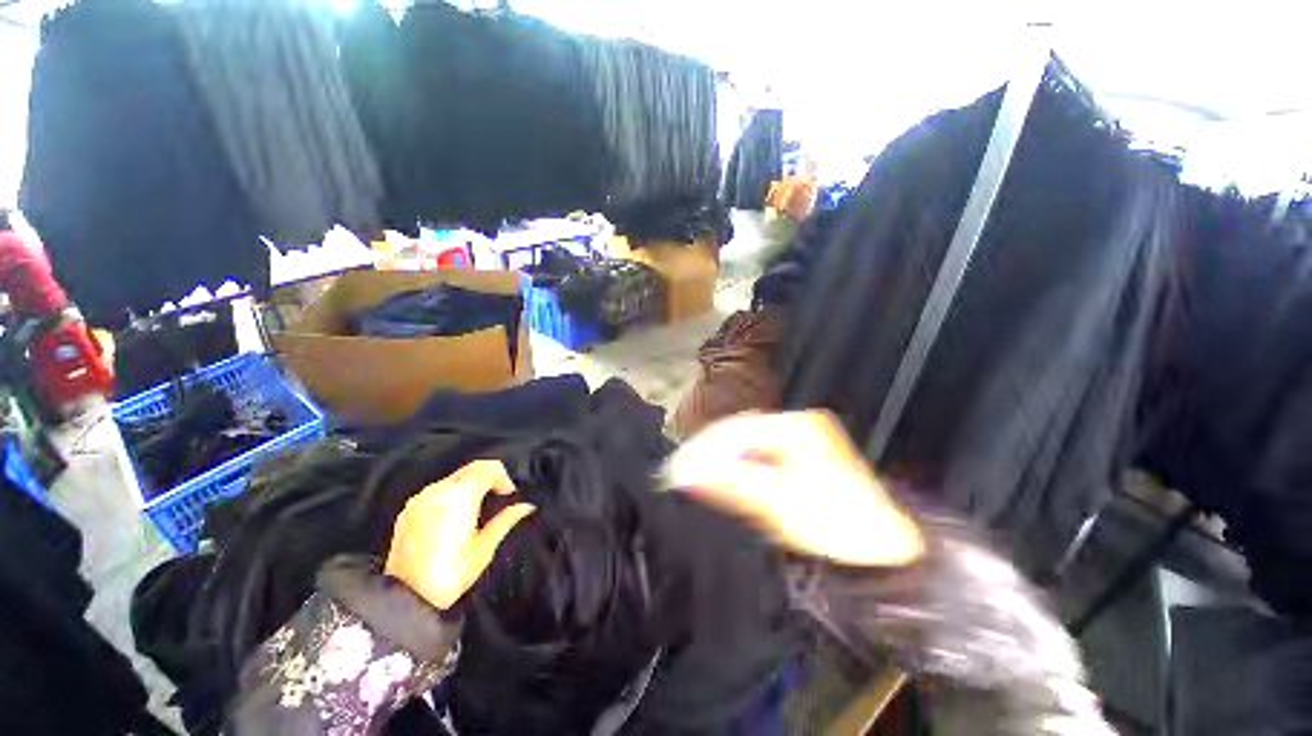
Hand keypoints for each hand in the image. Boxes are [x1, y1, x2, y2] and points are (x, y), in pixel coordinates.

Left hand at [385, 460, 535, 609]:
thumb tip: (526, 507)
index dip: (504, 477)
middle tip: (498, 496)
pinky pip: (437, 490)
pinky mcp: (408, 510)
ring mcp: (420, 499)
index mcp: (460, 497)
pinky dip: (451, 493)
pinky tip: (455, 515)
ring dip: (470, 484)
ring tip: (477, 508)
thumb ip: (506, 520)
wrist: (406, 598)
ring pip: (453, 477)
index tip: (509, 493)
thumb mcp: (484, 548)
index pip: (488, 468)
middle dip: (489, 476)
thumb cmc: (449, 575)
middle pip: (471, 468)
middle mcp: (438, 491)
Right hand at [665, 411, 923, 566]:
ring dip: (720, 461)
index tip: (675, 471)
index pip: (735, 428)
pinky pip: (758, 456)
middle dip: (709, 453)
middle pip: (739, 433)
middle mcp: (798, 423)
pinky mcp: (802, 457)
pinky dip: (738, 468)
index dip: (703, 448)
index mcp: (797, 425)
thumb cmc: (838, 526)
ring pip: (747, 444)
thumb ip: (732, 484)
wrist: (890, 552)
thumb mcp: (781, 505)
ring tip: (693, 480)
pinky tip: (724, 481)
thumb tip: (686, 475)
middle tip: (679, 476)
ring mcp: (801, 438)